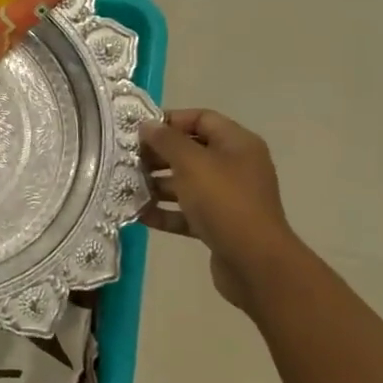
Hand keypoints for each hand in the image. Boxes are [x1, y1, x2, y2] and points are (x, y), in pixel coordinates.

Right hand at [139, 109, 300, 306]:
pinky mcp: (219, 226)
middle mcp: (235, 167)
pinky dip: (165, 212)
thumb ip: (166, 141)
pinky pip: (187, 212)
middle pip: (191, 151)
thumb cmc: (224, 202)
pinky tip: (139, 214)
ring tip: (126, 187)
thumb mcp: (192, 163)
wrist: (255, 264)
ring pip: (186, 183)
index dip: (170, 121)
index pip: (201, 119)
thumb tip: (146, 125)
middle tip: (127, 161)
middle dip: (158, 155)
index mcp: (237, 144)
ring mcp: (228, 198)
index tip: (138, 131)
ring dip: (157, 185)